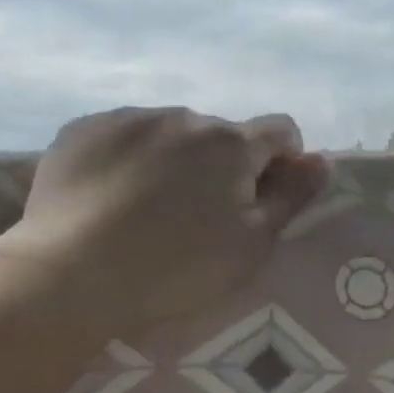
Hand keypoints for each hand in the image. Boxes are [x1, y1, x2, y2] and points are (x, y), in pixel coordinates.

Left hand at [0, 106, 328, 343]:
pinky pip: (125, 134)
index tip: (264, 197)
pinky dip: (132, 156)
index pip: (281, 131)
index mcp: (232, 143)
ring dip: (178, 157)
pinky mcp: (82, 130)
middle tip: (201, 214)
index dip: (283, 162)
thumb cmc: (178, 268)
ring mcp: (129, 119)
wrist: (70, 275)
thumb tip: (323, 160)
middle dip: (225, 164)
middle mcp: (184, 117)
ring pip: (172, 132)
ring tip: (152, 206)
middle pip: (223, 134)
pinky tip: (114, 195)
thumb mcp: (253, 243)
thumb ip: (293, 196)